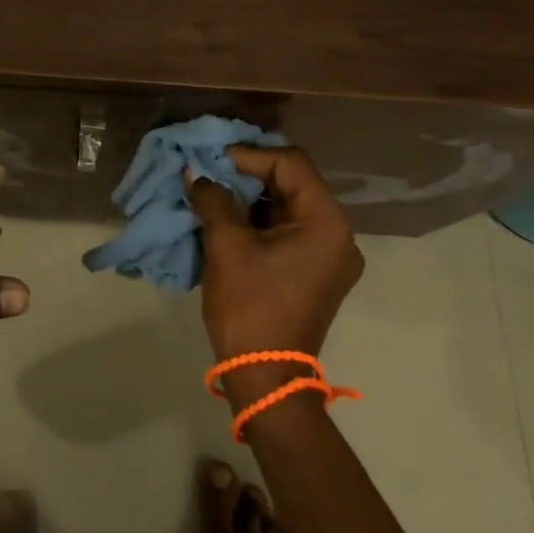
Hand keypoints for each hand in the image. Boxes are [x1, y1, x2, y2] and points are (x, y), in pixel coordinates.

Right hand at [188, 147, 362, 401]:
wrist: (264, 378)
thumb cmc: (249, 306)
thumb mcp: (226, 246)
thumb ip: (213, 200)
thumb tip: (195, 173)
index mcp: (326, 222)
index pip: (290, 165)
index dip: (249, 155)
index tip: (213, 158)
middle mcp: (338, 233)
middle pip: (292, 182)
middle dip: (248, 174)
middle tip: (210, 170)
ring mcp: (329, 255)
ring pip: (288, 205)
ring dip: (250, 196)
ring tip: (213, 191)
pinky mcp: (315, 271)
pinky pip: (288, 229)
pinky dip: (259, 219)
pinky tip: (228, 216)